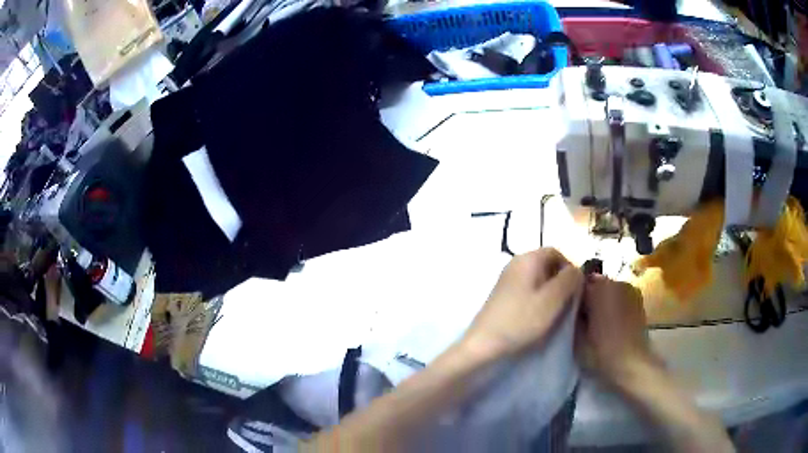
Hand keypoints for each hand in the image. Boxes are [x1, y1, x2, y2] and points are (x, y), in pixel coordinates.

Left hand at [462, 248, 583, 359]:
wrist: (484, 344)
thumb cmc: (521, 320)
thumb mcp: (553, 299)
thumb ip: (569, 280)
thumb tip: (578, 269)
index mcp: (527, 259)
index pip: (556, 252)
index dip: (570, 268)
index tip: (576, 289)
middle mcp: (515, 263)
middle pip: (546, 264)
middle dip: (560, 280)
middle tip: (567, 302)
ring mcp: (507, 280)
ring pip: (538, 279)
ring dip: (550, 292)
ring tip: (554, 312)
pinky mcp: (503, 296)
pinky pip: (527, 290)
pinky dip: (538, 299)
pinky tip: (539, 317)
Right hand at [576, 275, 655, 386]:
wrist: (632, 362)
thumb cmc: (601, 350)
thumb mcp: (577, 336)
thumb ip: (573, 315)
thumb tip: (571, 306)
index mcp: (598, 287)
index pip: (578, 283)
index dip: (572, 296)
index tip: (569, 312)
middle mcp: (615, 282)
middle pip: (595, 283)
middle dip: (589, 296)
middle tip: (582, 317)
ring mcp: (630, 288)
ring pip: (609, 289)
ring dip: (603, 300)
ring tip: (598, 321)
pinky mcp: (639, 299)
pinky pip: (620, 296)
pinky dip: (615, 304)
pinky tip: (612, 322)